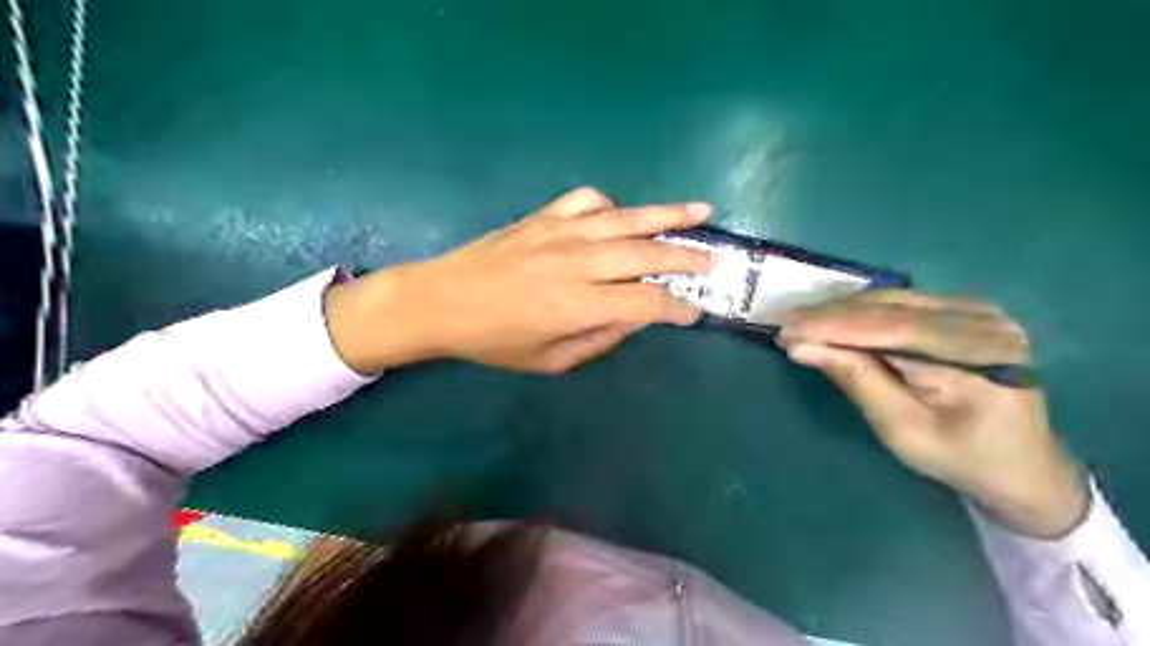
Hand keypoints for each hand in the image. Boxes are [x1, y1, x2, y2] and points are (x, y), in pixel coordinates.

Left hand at [324, 186, 716, 373]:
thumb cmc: (494, 340)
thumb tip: (636, 318)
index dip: (677, 308)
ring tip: (702, 211)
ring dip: (668, 216)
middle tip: (717, 259)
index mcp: (578, 305)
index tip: (694, 312)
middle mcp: (578, 263)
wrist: (441, 300)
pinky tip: (621, 216)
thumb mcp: (549, 359)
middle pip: (647, 254)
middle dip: (689, 258)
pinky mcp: (543, 216)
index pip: (646, 302)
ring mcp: (560, 232)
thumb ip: (599, 338)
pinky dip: (611, 206)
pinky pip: (588, 200)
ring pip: (627, 219)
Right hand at [777, 289, 1088, 537]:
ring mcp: (977, 310)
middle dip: (829, 315)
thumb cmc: (961, 458)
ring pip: (891, 300)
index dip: (831, 326)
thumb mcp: (901, 429)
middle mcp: (983, 321)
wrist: (1023, 466)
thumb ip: (855, 380)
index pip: (890, 329)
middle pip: (889, 308)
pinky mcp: (965, 312)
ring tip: (800, 323)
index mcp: (978, 356)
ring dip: (841, 311)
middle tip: (783, 324)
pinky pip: (901, 304)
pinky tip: (833, 321)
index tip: (785, 330)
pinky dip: (861, 313)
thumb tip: (801, 346)